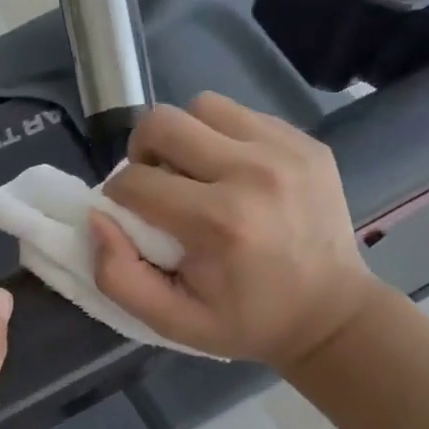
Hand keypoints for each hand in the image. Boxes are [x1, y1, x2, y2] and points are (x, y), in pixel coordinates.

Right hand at [93, 93, 382, 368]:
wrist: (331, 313)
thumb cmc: (245, 321)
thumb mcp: (172, 322)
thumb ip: (119, 276)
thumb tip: (97, 218)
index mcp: (218, 222)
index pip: (134, 181)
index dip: (118, 197)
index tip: (132, 218)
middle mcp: (252, 172)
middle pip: (163, 122)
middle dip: (143, 152)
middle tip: (156, 184)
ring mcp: (285, 150)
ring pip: (203, 106)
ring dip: (185, 137)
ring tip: (195, 174)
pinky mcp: (306, 141)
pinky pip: (242, 115)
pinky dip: (223, 137)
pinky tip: (233, 174)